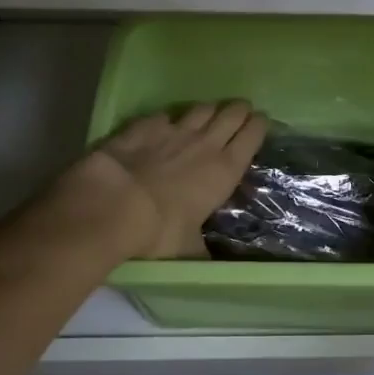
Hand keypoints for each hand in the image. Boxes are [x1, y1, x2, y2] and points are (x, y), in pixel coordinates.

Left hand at [50, 102, 267, 260]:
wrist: (112, 205)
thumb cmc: (159, 231)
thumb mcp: (187, 250)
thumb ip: (201, 251)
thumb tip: (207, 266)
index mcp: (224, 170)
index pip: (252, 136)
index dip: (259, 125)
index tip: (261, 122)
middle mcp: (205, 143)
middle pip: (231, 113)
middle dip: (240, 110)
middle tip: (241, 112)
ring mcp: (174, 130)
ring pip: (202, 108)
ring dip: (209, 109)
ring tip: (210, 113)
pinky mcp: (144, 125)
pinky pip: (164, 115)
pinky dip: (168, 119)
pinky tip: (165, 124)